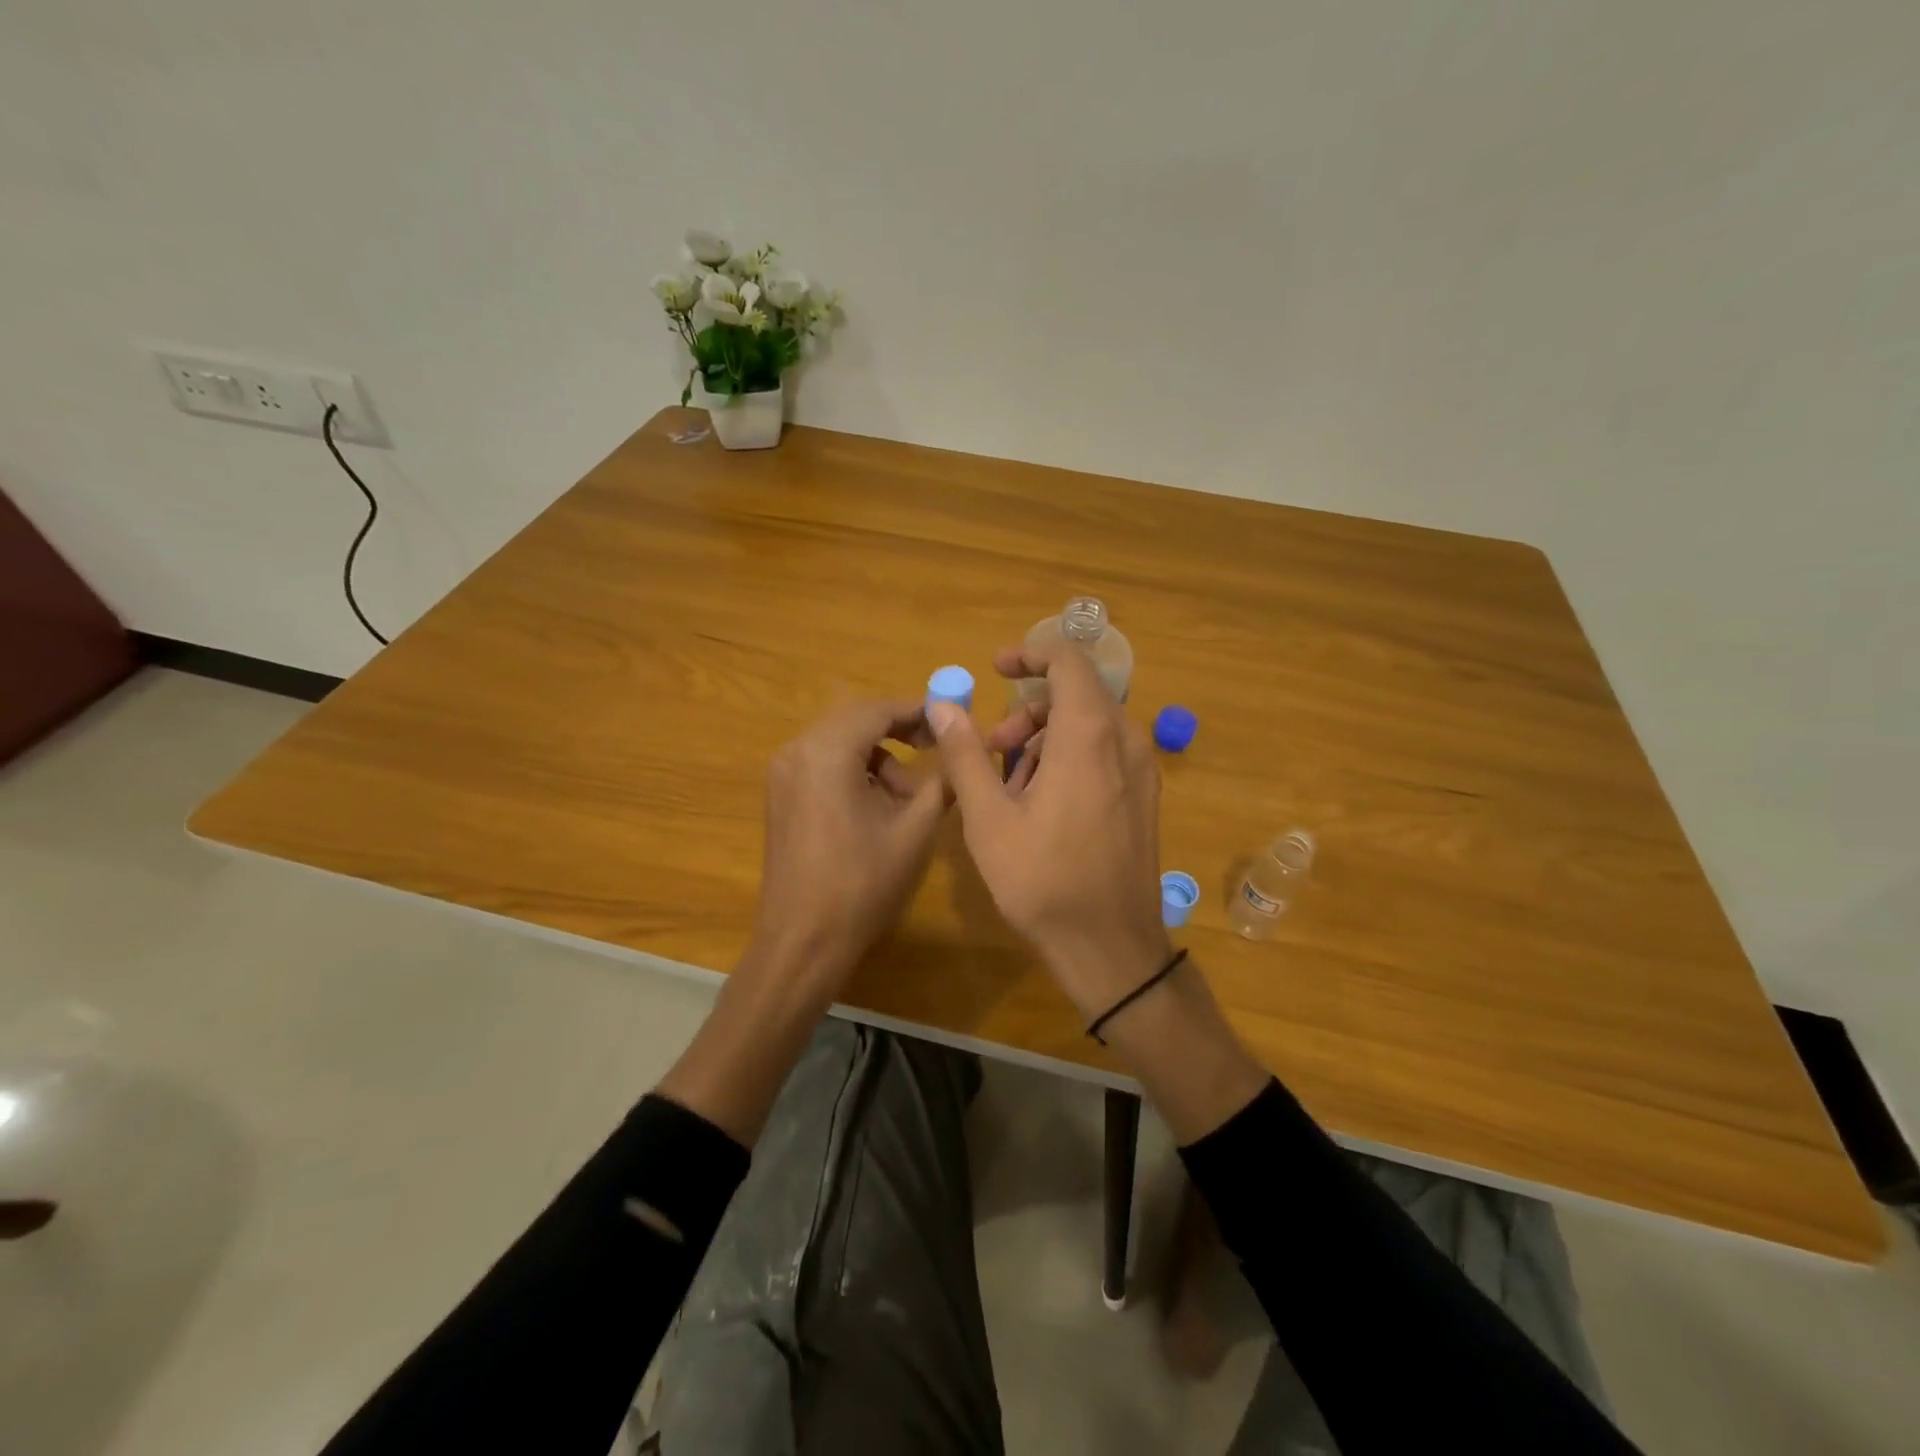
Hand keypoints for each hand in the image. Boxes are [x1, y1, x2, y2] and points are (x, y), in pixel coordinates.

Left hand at [749, 699, 946, 998]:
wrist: (803, 941)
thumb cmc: (862, 884)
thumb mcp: (914, 831)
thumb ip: (940, 783)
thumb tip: (960, 755)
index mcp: (826, 752)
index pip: (878, 710)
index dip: (918, 711)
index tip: (950, 721)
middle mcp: (797, 751)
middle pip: (856, 721)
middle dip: (898, 732)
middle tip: (934, 751)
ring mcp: (782, 775)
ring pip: (840, 744)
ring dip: (878, 758)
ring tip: (908, 797)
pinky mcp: (780, 797)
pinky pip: (823, 765)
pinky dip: (855, 773)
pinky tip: (877, 808)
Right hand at [929, 641, 1171, 1016]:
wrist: (1110, 947)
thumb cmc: (1044, 880)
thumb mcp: (989, 818)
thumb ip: (965, 754)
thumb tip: (944, 705)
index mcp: (1089, 735)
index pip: (1068, 660)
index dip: (1029, 653)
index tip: (995, 669)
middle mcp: (1126, 740)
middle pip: (1075, 694)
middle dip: (1027, 711)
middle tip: (992, 748)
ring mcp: (1142, 769)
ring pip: (1090, 725)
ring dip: (1045, 738)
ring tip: (1011, 786)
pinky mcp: (1144, 796)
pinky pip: (1105, 753)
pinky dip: (1069, 758)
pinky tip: (1042, 805)